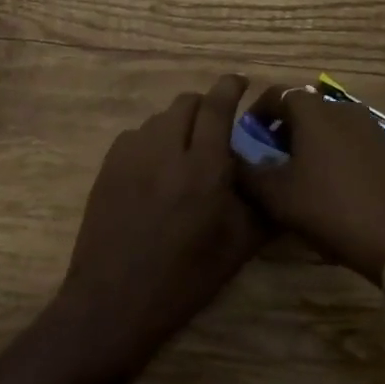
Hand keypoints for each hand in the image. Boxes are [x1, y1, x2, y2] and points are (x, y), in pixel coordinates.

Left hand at [56, 75, 266, 379]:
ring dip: (178, 126)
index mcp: (202, 169)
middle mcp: (165, 150)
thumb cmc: (184, 279)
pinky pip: (136, 136)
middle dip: (205, 107)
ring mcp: (131, 155)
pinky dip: (152, 142)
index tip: (240, 82)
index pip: (216, 106)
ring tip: (185, 155)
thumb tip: (277, 178)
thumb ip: (261, 205)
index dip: (229, 86)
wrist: (114, 301)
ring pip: (159, 119)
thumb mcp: (237, 248)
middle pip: (186, 103)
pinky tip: (156, 171)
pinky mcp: (108, 166)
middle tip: (215, 129)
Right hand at [236, 84, 384, 283]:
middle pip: (303, 109)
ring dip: (309, 142)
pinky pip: (349, 141)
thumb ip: (248, 173)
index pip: (276, 94)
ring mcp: (370, 127)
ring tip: (299, 174)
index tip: (247, 137)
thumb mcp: (276, 196)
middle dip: (283, 129)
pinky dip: (333, 153)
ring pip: (328, 125)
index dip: (256, 113)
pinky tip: (330, 185)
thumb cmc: (330, 208)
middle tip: (270, 159)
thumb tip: (233, 160)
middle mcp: (342, 109)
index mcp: (313, 111)